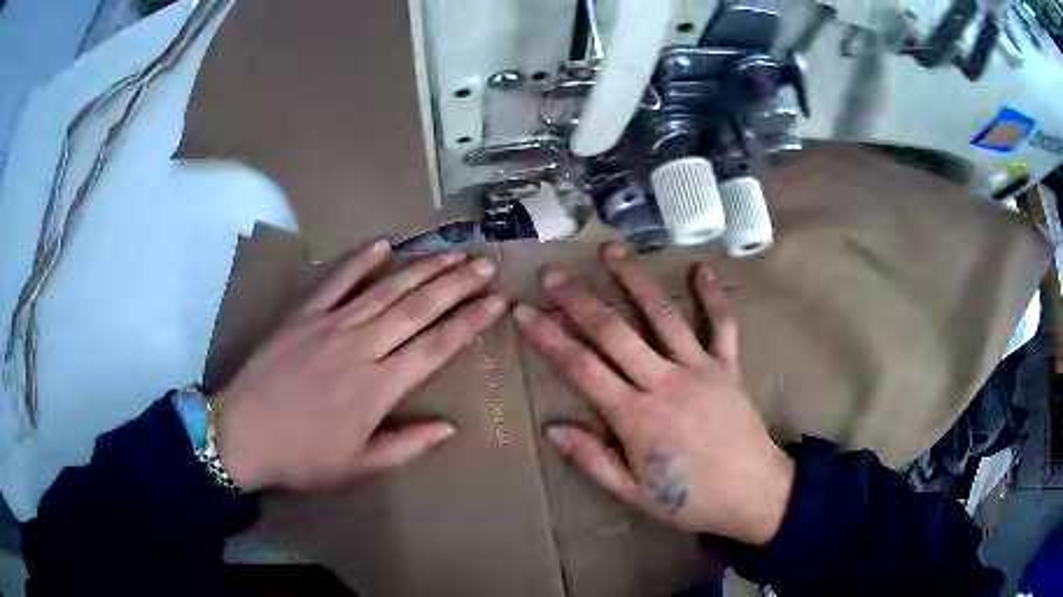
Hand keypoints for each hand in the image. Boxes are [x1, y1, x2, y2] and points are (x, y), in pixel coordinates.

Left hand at [215, 240, 505, 491]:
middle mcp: (361, 347)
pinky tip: (383, 244)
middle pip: (417, 307)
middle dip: (456, 283)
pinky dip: (359, 260)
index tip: (495, 302)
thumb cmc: (302, 456)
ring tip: (451, 252)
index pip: (436, 346)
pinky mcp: (304, 315)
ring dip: (422, 268)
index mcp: (378, 387)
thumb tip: (449, 428)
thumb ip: (406, 446)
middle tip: (484, 263)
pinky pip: (336, 281)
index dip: (469, 322)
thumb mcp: (358, 467)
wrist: (241, 434)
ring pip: (385, 289)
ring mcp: (330, 325)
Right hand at [514, 243, 793, 546]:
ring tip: (610, 252)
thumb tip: (553, 428)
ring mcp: (700, 368)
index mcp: (635, 416)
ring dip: (634, 280)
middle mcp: (665, 382)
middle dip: (579, 300)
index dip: (548, 337)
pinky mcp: (728, 366)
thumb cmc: (689, 500)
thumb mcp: (632, 494)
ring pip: (662, 315)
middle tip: (553, 273)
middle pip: (614, 332)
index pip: (581, 367)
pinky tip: (700, 268)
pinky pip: (722, 325)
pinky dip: (712, 296)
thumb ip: (592, 460)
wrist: (753, 493)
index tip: (523, 311)